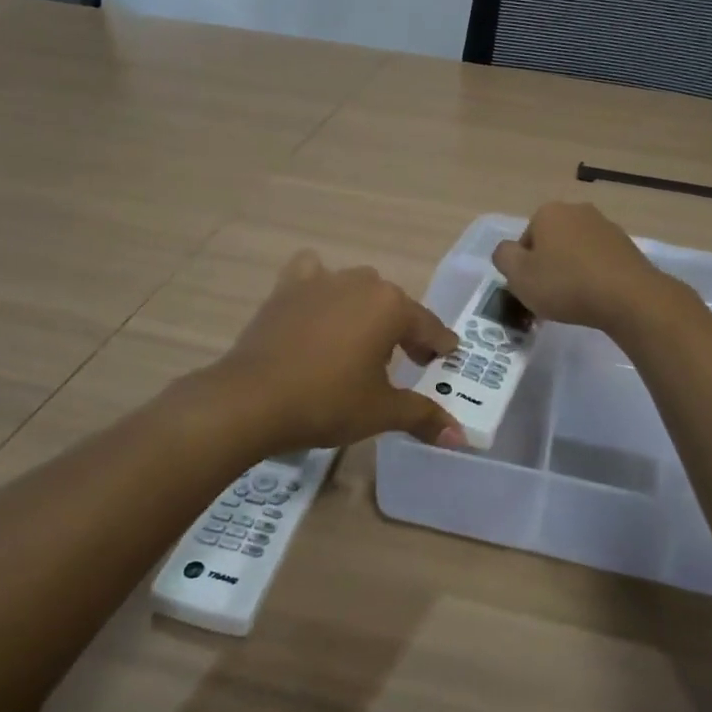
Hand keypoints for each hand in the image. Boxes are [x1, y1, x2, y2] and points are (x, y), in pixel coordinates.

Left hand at [213, 251, 464, 453]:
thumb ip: (423, 416)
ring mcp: (322, 281)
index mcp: (391, 307)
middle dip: (405, 330)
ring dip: (366, 309)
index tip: (447, 357)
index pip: (428, 326)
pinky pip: (312, 274)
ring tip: (361, 341)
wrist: (251, 398)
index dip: (439, 345)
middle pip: (394, 305)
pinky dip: (320, 285)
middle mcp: (361, 283)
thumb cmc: (327, 402)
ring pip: (357, 287)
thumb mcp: (381, 412)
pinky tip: (318, 306)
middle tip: (408, 361)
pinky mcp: (287, 288)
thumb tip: (460, 437)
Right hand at [491, 202, 685, 335]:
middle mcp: (577, 210)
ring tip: (576, 300)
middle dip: (549, 265)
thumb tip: (508, 251)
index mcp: (548, 212)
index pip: (525, 240)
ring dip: (572, 270)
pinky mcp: (627, 245)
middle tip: (550, 296)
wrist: (628, 296)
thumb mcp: (519, 275)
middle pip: (551, 242)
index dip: (524, 267)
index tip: (532, 289)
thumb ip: (503, 257)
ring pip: (576, 250)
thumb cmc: (566, 284)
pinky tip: (597, 297)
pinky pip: (599, 260)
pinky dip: (594, 275)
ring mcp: (605, 226)